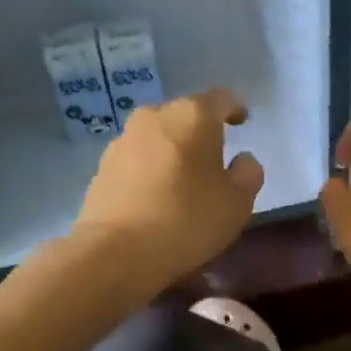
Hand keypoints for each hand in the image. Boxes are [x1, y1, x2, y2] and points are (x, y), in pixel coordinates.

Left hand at [73, 88, 263, 292]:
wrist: (114, 252)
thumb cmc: (187, 220)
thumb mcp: (238, 203)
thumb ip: (248, 174)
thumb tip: (241, 160)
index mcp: (193, 116)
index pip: (221, 98)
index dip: (235, 108)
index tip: (243, 122)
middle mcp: (155, 117)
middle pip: (186, 115)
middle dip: (202, 132)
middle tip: (215, 159)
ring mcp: (123, 140)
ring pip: (159, 137)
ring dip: (174, 151)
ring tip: (184, 182)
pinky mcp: (102, 166)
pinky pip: (138, 159)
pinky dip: (152, 170)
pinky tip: (158, 197)